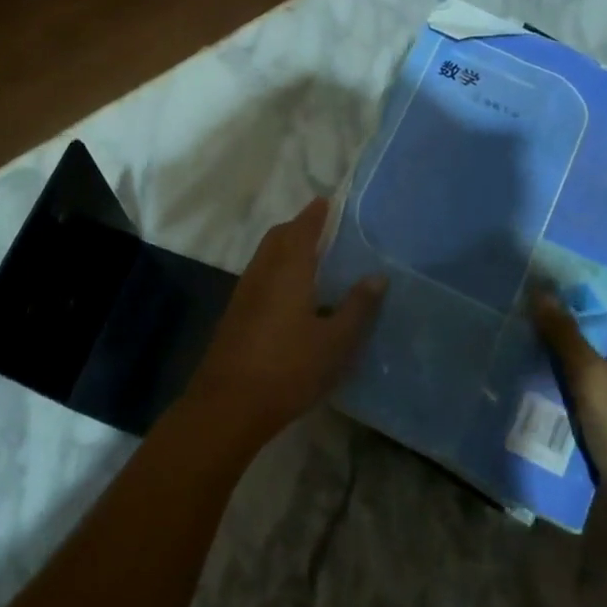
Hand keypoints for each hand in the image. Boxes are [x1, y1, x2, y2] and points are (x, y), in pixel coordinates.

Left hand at [181, 198, 385, 450]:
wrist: (229, 405)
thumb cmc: (289, 369)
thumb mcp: (335, 342)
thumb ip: (357, 307)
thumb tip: (377, 276)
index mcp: (288, 270)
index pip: (302, 228)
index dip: (316, 214)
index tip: (330, 202)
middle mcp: (262, 273)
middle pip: (278, 237)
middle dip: (299, 227)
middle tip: (324, 229)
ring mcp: (244, 294)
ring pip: (266, 257)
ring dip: (285, 249)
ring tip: (313, 259)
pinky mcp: (235, 315)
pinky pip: (259, 277)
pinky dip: (277, 270)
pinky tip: (293, 295)